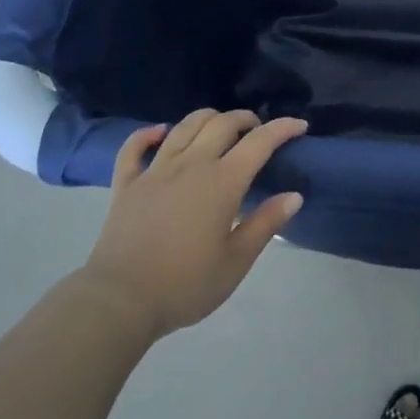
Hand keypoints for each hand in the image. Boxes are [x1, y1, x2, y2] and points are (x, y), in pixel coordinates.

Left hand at [79, 108, 306, 339]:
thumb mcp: (236, 262)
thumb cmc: (185, 284)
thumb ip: (265, 224)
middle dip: (245, 119)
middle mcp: (191, 165)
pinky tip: (159, 132)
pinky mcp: (127, 183)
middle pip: (222, 124)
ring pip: (184, 127)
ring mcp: (156, 170)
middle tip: (257, 129)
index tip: (299, 125)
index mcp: (222, 182)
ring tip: (218, 126)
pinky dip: (147, 134)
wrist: (121, 300)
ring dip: (207, 118)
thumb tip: (294, 196)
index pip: (259, 142)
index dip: (282, 128)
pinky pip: (134, 148)